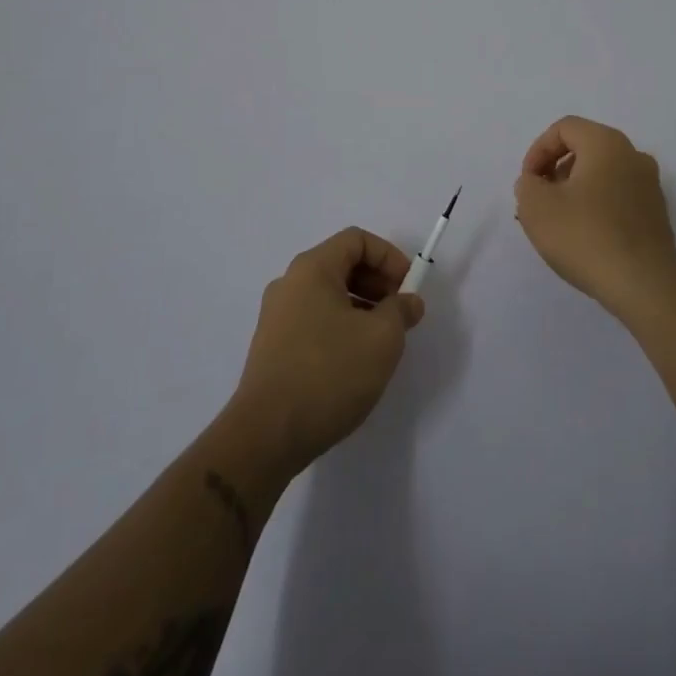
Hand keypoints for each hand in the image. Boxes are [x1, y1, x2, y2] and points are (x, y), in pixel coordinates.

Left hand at [229, 228, 425, 471]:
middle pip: (342, 264)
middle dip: (378, 283)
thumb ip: (401, 311)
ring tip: (382, 341)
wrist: (267, 435)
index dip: (389, 257)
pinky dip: (341, 327)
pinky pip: (315, 320)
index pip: (356, 240)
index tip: (408, 288)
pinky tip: (355, 361)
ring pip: (329, 295)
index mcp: (312, 269)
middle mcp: (289, 283)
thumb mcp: (382, 338)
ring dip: (362, 307)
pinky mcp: (273, 347)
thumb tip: (409, 301)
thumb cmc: (329, 373)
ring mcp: (277, 316)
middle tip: (400, 314)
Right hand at [515, 115, 675, 319]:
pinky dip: (596, 206)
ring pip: (602, 174)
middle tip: (539, 200)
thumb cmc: (585, 236)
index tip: (528, 183)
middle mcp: (633, 155)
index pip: (564, 128)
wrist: (644, 285)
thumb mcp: (536, 206)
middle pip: (585, 148)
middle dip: (555, 170)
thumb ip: (527, 184)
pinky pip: (618, 197)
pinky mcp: (656, 214)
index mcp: (606, 143)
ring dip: (575, 189)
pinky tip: (584, 237)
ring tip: (558, 222)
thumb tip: (537, 182)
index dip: (538, 150)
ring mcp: (649, 185)